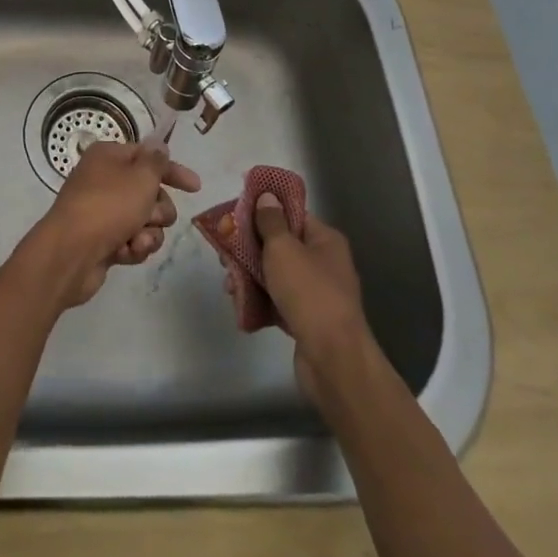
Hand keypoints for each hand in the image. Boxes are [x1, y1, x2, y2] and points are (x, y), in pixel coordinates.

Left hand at [25, 138, 201, 308]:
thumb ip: (156, 161)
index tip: (196, 187)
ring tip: (136, 240)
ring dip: (147, 233)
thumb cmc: (108, 207)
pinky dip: (133, 247)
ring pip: (145, 221)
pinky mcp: (103, 240)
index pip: (148, 157)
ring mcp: (102, 212)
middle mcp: (104, 180)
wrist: (70, 253)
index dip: (173, 172)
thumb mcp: (140, 178)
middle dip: (158, 209)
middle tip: (150, 217)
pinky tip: (124, 253)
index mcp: (109, 156)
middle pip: (150, 192)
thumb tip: (158, 146)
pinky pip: (132, 241)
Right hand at [241, 193, 372, 404]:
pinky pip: (277, 300)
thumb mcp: (283, 249)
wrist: (333, 360)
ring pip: (275, 274)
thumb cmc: (309, 293)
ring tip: (228, 283)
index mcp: (325, 240)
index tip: (236, 213)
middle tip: (224, 252)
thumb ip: (271, 221)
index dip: (265, 210)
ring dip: (250, 275)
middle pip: (281, 245)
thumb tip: (268, 196)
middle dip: (250, 248)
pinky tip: (239, 302)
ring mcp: (316, 293)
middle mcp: (324, 263)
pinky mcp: (306, 319)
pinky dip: (259, 299)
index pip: (293, 214)